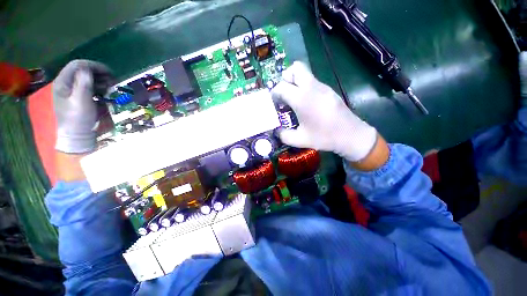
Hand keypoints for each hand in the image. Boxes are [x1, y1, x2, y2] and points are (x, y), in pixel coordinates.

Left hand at [53, 60, 112, 153]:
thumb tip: (89, 69)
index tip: (110, 72)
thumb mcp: (82, 101)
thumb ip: (83, 83)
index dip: (94, 66)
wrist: (77, 135)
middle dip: (98, 73)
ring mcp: (70, 90)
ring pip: (85, 78)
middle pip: (81, 70)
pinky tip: (104, 92)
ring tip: (110, 87)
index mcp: (63, 82)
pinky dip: (97, 87)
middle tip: (112, 80)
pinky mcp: (76, 96)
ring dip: (99, 80)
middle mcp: (65, 83)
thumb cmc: (78, 118)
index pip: (77, 65)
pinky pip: (87, 86)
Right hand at [272, 62, 377, 162]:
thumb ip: (283, 135)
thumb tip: (276, 131)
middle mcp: (311, 88)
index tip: (274, 103)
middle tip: (283, 93)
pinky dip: (304, 86)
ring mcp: (322, 87)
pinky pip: (312, 81)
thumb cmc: (324, 137)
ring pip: (305, 73)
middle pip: (295, 69)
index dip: (274, 93)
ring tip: (293, 99)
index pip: (281, 86)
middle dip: (285, 78)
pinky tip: (306, 103)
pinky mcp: (329, 90)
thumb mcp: (299, 140)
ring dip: (295, 81)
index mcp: (302, 99)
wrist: (351, 135)